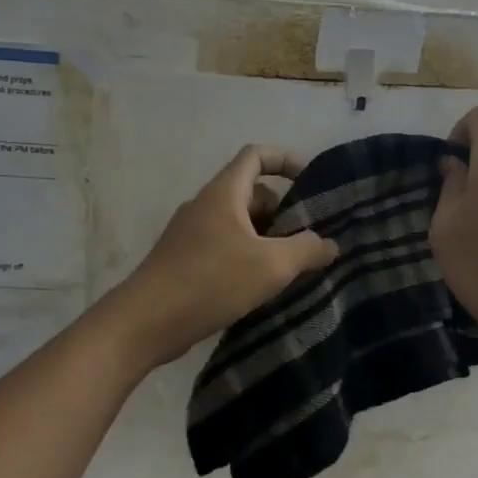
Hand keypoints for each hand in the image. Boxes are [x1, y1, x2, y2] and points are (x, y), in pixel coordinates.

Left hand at [106, 145, 336, 366]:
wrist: (146, 322)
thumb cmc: (211, 281)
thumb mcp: (272, 265)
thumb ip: (307, 249)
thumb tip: (330, 244)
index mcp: (223, 193)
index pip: (255, 155)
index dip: (286, 160)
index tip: (311, 180)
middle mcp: (205, 206)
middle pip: (251, 192)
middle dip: (283, 210)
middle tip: (308, 236)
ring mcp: (191, 234)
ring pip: (238, 224)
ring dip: (266, 238)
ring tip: (292, 265)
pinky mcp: (184, 261)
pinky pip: (224, 247)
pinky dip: (247, 256)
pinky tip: (261, 286)